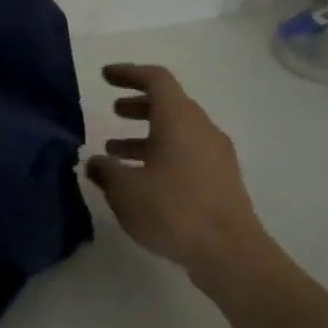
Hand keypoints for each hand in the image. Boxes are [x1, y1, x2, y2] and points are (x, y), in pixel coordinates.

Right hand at [85, 63, 266, 279]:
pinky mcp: (221, 180)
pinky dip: (161, 154)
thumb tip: (96, 163)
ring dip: (146, 134)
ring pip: (177, 131)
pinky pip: (186, 153)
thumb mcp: (125, 190)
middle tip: (113, 111)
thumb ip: (106, 171)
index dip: (129, 73)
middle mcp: (201, 129)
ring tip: (116, 151)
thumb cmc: (173, 210)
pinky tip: (141, 179)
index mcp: (179, 120)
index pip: (156, 79)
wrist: (231, 254)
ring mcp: (215, 156)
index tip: (105, 76)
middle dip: (138, 105)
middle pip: (169, 104)